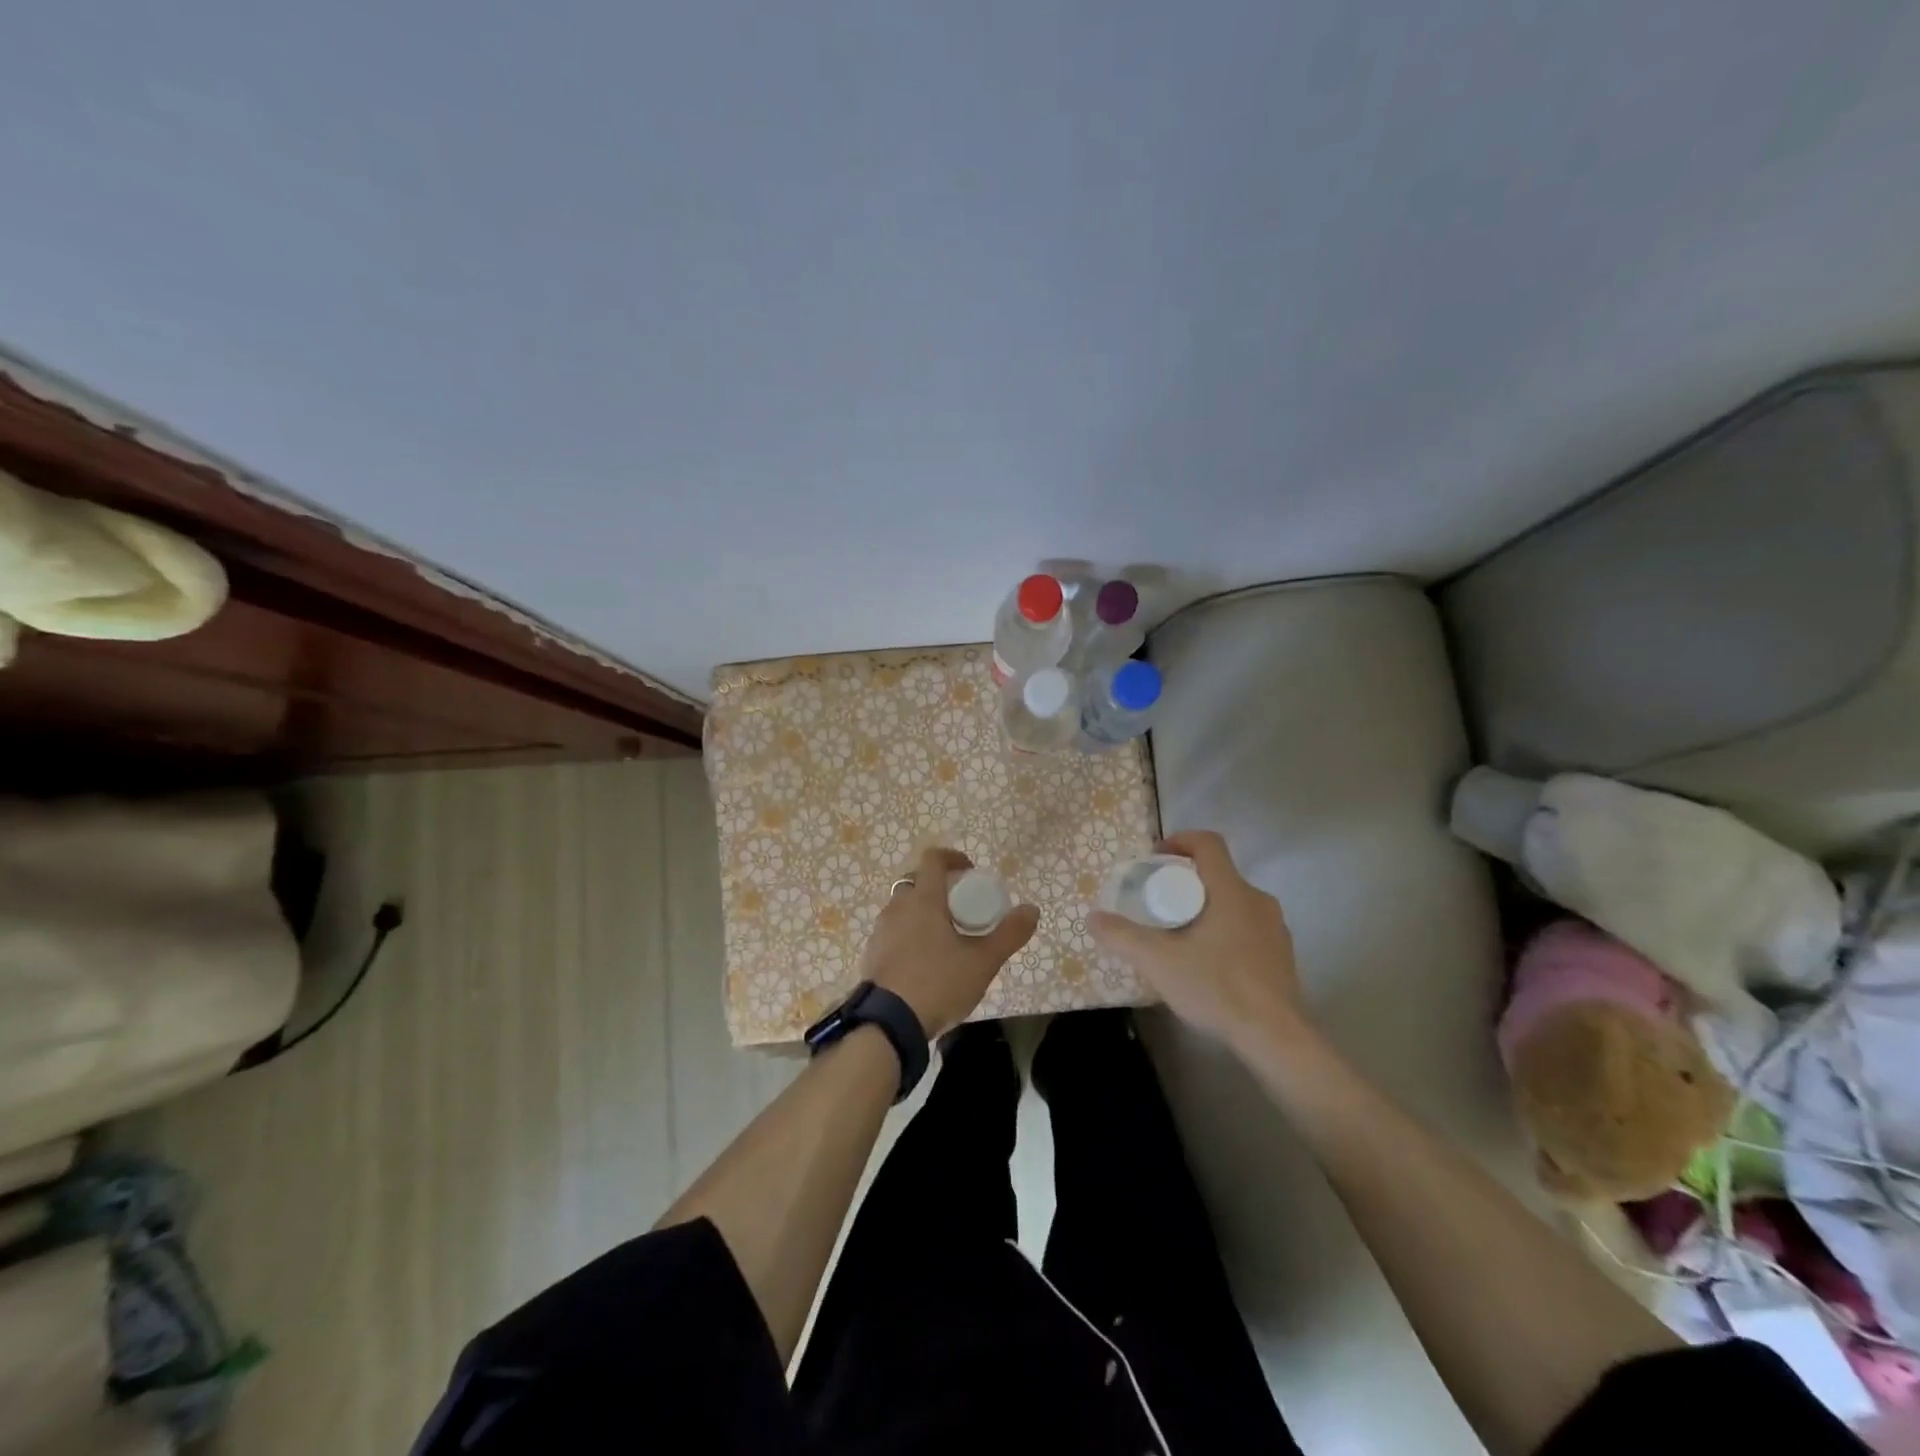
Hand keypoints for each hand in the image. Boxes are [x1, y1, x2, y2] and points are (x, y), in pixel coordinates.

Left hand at [860, 847, 1039, 1038]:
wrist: (888, 1023)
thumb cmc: (938, 983)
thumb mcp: (983, 961)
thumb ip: (1009, 934)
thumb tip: (1032, 909)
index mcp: (923, 899)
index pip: (933, 859)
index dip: (952, 858)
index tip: (970, 871)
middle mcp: (897, 907)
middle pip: (916, 882)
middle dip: (938, 887)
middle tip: (960, 908)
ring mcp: (880, 931)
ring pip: (903, 908)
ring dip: (922, 912)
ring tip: (944, 937)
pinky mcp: (872, 954)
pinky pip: (893, 932)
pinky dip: (909, 935)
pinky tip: (924, 961)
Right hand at [1088, 830, 1306, 1048]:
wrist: (1276, 1037)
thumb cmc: (1217, 987)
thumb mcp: (1158, 961)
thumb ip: (1122, 936)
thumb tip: (1093, 918)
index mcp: (1231, 890)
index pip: (1208, 843)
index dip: (1180, 840)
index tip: (1156, 859)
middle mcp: (1257, 900)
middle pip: (1218, 873)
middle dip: (1186, 881)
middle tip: (1159, 902)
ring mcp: (1275, 928)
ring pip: (1234, 901)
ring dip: (1206, 906)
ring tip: (1180, 933)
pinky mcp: (1282, 955)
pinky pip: (1247, 926)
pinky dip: (1224, 930)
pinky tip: (1207, 961)